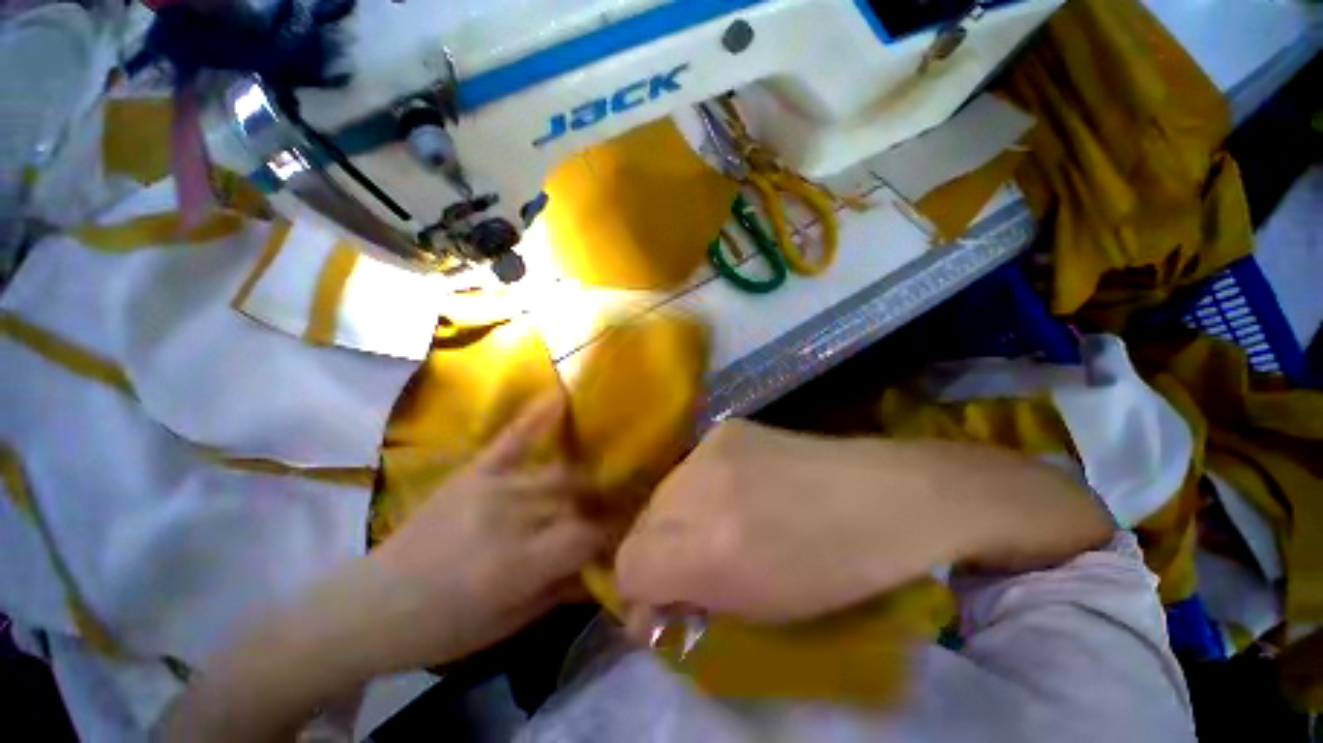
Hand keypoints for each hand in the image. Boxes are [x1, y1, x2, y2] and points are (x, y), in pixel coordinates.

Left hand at [365, 393, 609, 669]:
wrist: (370, 605)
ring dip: (581, 481)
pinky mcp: (473, 472)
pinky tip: (561, 395)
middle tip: (616, 510)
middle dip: (600, 506)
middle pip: (574, 500)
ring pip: (556, 475)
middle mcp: (508, 517)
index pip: (585, 535)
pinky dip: (537, 416)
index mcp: (515, 564)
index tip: (630, 530)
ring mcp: (490, 487)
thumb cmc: (441, 629)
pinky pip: (512, 438)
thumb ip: (562, 589)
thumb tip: (605, 564)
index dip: (614, 532)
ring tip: (596, 483)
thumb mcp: (508, 625)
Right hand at [615, 421, 1112, 623]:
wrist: (886, 498)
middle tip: (689, 568)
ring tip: (714, 527)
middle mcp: (697, 487)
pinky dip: (698, 488)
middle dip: (657, 555)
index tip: (661, 608)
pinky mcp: (725, 428)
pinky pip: (690, 467)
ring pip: (662, 493)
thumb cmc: (834, 573)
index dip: (638, 595)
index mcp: (709, 548)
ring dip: (676, 519)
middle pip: (640, 524)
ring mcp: (710, 447)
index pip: (630, 566)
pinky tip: (732, 491)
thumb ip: (694, 602)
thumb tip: (652, 603)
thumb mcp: (758, 612)